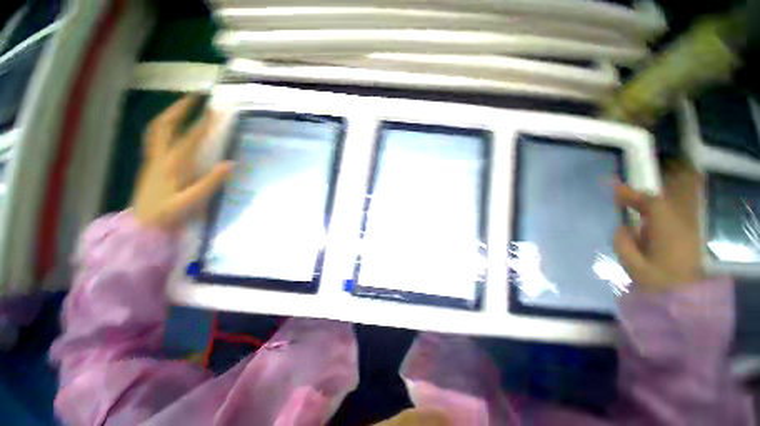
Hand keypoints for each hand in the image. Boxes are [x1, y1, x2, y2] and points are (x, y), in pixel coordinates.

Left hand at [131, 96, 232, 229]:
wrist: (143, 226)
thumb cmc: (169, 215)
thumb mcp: (193, 201)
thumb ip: (211, 182)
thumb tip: (230, 163)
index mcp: (173, 165)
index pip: (190, 138)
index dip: (204, 123)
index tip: (216, 110)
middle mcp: (161, 157)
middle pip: (166, 124)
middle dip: (181, 107)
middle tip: (196, 96)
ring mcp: (153, 159)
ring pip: (157, 128)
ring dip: (170, 113)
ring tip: (184, 105)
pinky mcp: (150, 164)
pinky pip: (155, 137)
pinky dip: (164, 125)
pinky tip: (171, 126)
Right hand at [613, 162, 703, 290]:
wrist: (687, 298)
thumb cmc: (660, 283)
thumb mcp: (634, 266)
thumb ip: (623, 244)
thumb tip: (621, 228)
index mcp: (667, 231)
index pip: (652, 204)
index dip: (633, 195)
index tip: (615, 190)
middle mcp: (679, 226)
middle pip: (659, 205)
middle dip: (639, 200)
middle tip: (619, 198)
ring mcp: (685, 231)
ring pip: (663, 212)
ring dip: (646, 209)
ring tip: (629, 210)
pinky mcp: (687, 238)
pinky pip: (668, 221)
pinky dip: (653, 218)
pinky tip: (643, 228)